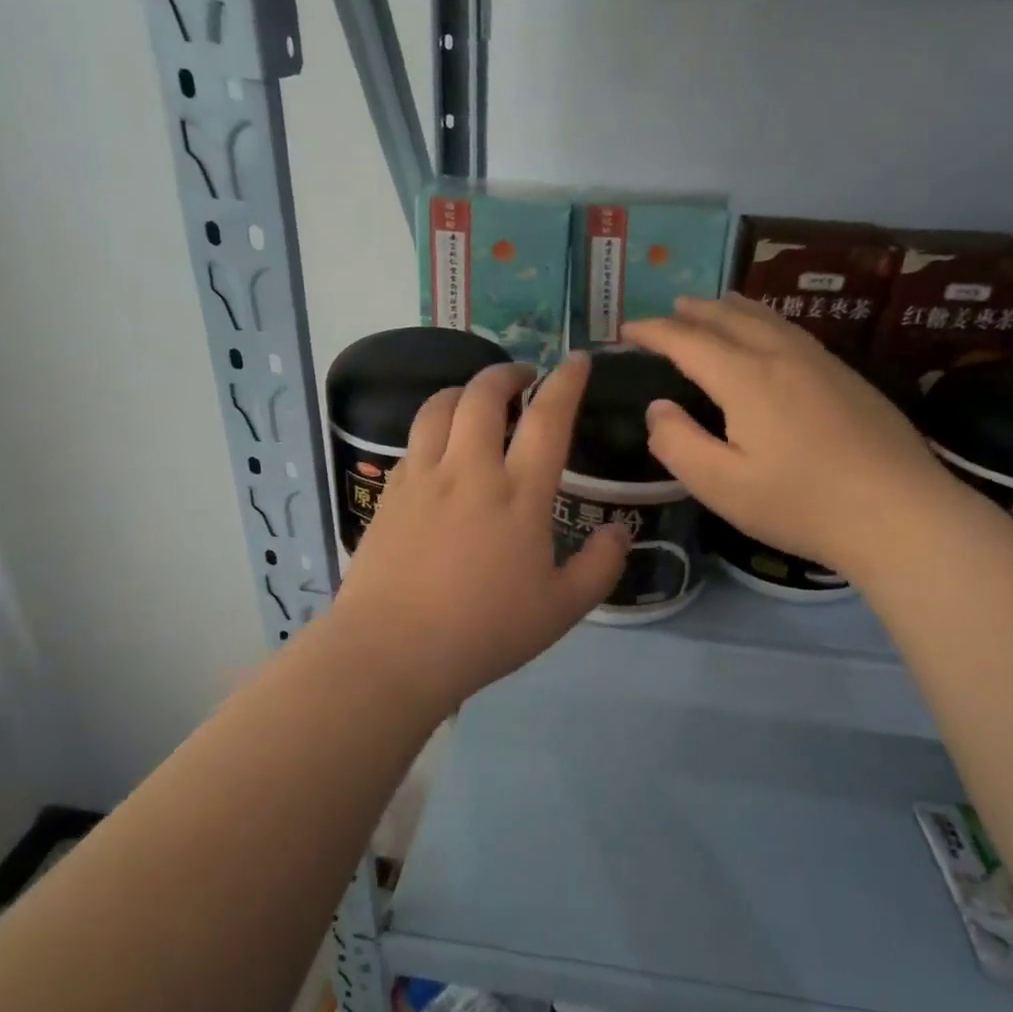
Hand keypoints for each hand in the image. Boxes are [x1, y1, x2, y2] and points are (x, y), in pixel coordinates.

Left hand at [330, 353, 627, 712]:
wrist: (394, 650)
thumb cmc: (485, 631)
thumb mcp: (561, 609)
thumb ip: (599, 567)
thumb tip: (620, 532)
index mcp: (519, 494)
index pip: (548, 418)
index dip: (566, 382)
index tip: (577, 361)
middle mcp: (470, 470)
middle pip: (484, 395)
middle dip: (507, 374)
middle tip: (522, 378)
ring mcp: (424, 478)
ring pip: (439, 406)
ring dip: (463, 390)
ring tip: (477, 400)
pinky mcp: (392, 493)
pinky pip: (414, 440)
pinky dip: (434, 426)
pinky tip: (440, 447)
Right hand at [623, 294, 949, 574]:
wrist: (899, 512)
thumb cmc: (801, 503)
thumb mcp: (722, 486)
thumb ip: (679, 444)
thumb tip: (658, 408)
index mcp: (745, 378)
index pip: (687, 341)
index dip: (653, 332)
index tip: (627, 330)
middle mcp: (781, 355)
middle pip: (728, 317)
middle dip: (691, 312)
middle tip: (666, 312)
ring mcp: (820, 361)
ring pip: (766, 318)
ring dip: (730, 308)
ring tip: (713, 305)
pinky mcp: (846, 376)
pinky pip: (791, 331)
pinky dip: (764, 321)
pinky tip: (769, 335)